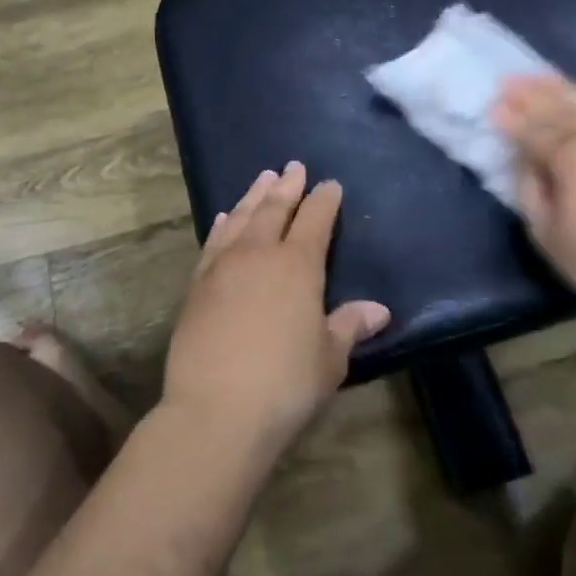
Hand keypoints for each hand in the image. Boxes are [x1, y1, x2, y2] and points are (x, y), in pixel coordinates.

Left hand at [164, 162, 390, 451]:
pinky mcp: (197, 286)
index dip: (324, 200)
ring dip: (254, 196)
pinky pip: (214, 243)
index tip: (331, 185)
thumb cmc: (286, 383)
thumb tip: (378, 310)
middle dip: (287, 186)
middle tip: (294, 166)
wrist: (216, 410)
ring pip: (241, 219)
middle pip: (275, 209)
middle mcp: (259, 254)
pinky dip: (223, 225)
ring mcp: (223, 267)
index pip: (315, 220)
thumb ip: (349, 326)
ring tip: (263, 178)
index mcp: (298, 265)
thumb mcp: (329, 358)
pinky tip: (226, 218)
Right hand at [493, 75, 575, 323]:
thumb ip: (532, 196)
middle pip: (560, 109)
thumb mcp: (551, 239)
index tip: (493, 104)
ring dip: (568, 89)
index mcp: (568, 157)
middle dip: (533, 93)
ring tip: (548, 76)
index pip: (532, 131)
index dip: (511, 118)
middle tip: (511, 78)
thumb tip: (525, 164)